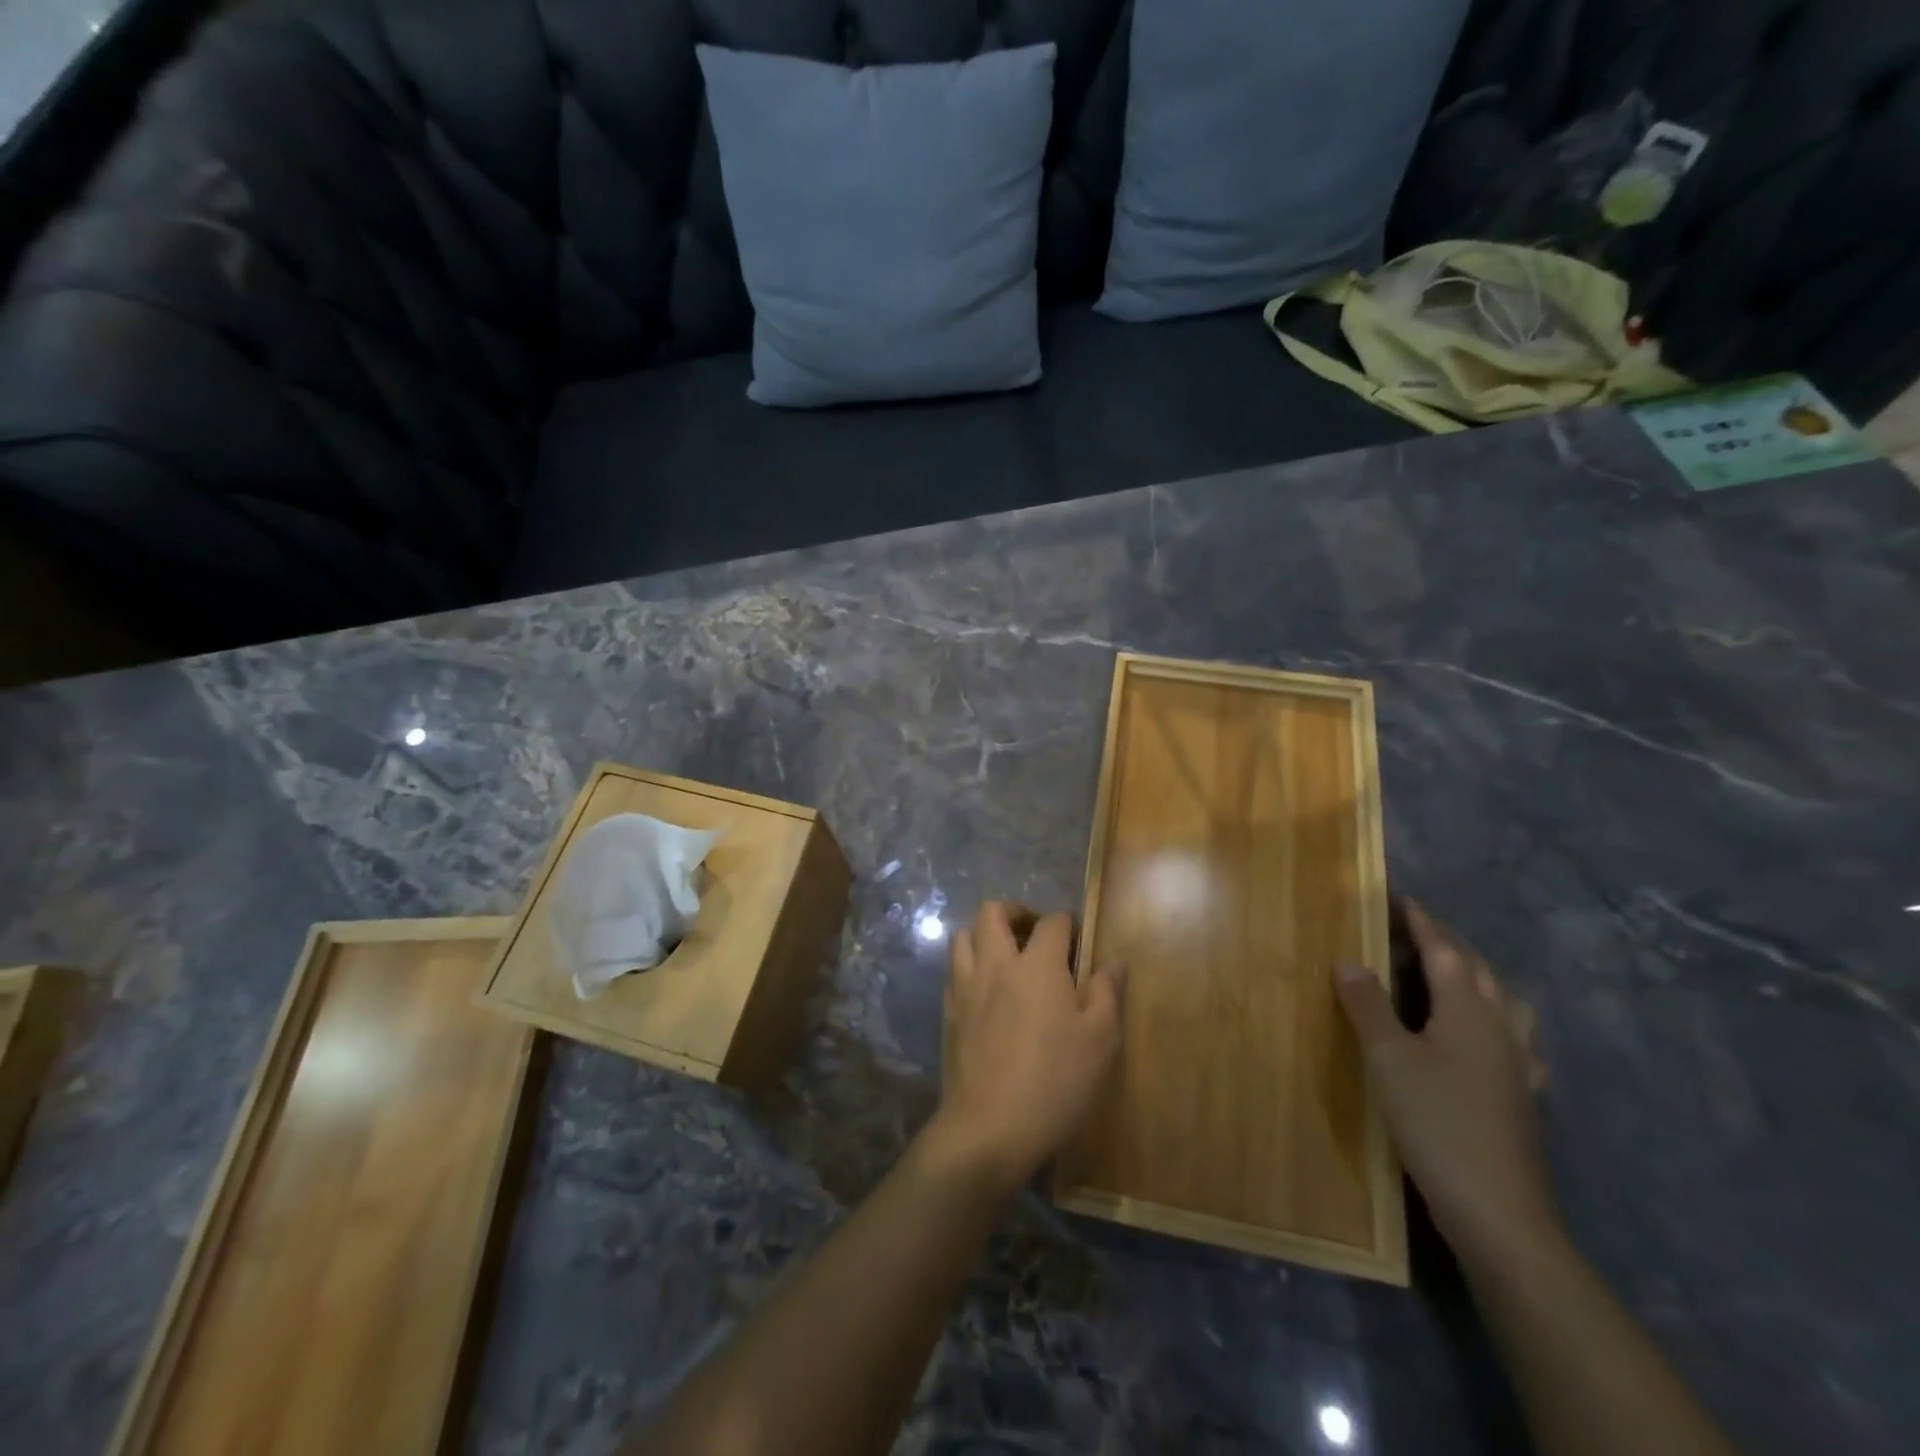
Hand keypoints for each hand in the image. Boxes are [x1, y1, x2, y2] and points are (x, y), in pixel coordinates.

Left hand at [923, 902, 1123, 1193]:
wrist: (989, 1128)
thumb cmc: (1055, 1082)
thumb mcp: (1100, 1041)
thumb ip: (1107, 993)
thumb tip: (1113, 962)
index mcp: (1037, 966)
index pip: (1052, 922)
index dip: (1067, 923)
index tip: (1078, 938)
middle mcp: (996, 965)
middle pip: (993, 912)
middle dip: (1016, 912)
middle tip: (1035, 933)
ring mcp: (966, 987)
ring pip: (964, 935)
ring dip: (985, 935)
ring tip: (1006, 956)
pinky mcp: (948, 1012)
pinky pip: (954, 971)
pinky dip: (969, 966)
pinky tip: (986, 991)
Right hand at [1336, 900, 1554, 1259]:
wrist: (1497, 1209)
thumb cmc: (1436, 1121)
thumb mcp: (1387, 1058)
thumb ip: (1368, 1005)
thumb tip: (1349, 960)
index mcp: (1468, 1011)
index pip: (1444, 951)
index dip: (1422, 923)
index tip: (1402, 898)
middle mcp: (1499, 1028)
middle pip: (1478, 971)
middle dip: (1449, 944)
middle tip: (1419, 929)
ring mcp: (1517, 1065)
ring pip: (1504, 1003)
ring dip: (1479, 978)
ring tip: (1456, 973)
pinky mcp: (1520, 1097)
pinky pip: (1514, 1040)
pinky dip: (1497, 1021)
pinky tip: (1490, 1039)